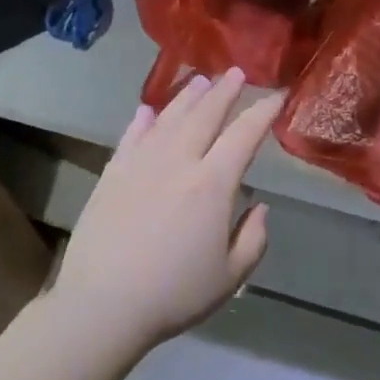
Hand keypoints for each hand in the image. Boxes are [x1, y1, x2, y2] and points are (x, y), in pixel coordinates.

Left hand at [53, 68, 280, 346]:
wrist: (103, 306)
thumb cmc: (174, 294)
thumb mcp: (231, 276)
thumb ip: (253, 238)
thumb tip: (259, 207)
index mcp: (212, 185)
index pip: (244, 136)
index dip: (263, 113)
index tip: (277, 96)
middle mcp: (178, 163)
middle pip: (205, 115)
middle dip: (224, 91)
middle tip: (237, 73)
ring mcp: (140, 165)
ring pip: (169, 119)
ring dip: (187, 97)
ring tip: (200, 81)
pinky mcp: (112, 175)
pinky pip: (130, 138)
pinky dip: (142, 122)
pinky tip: (148, 111)